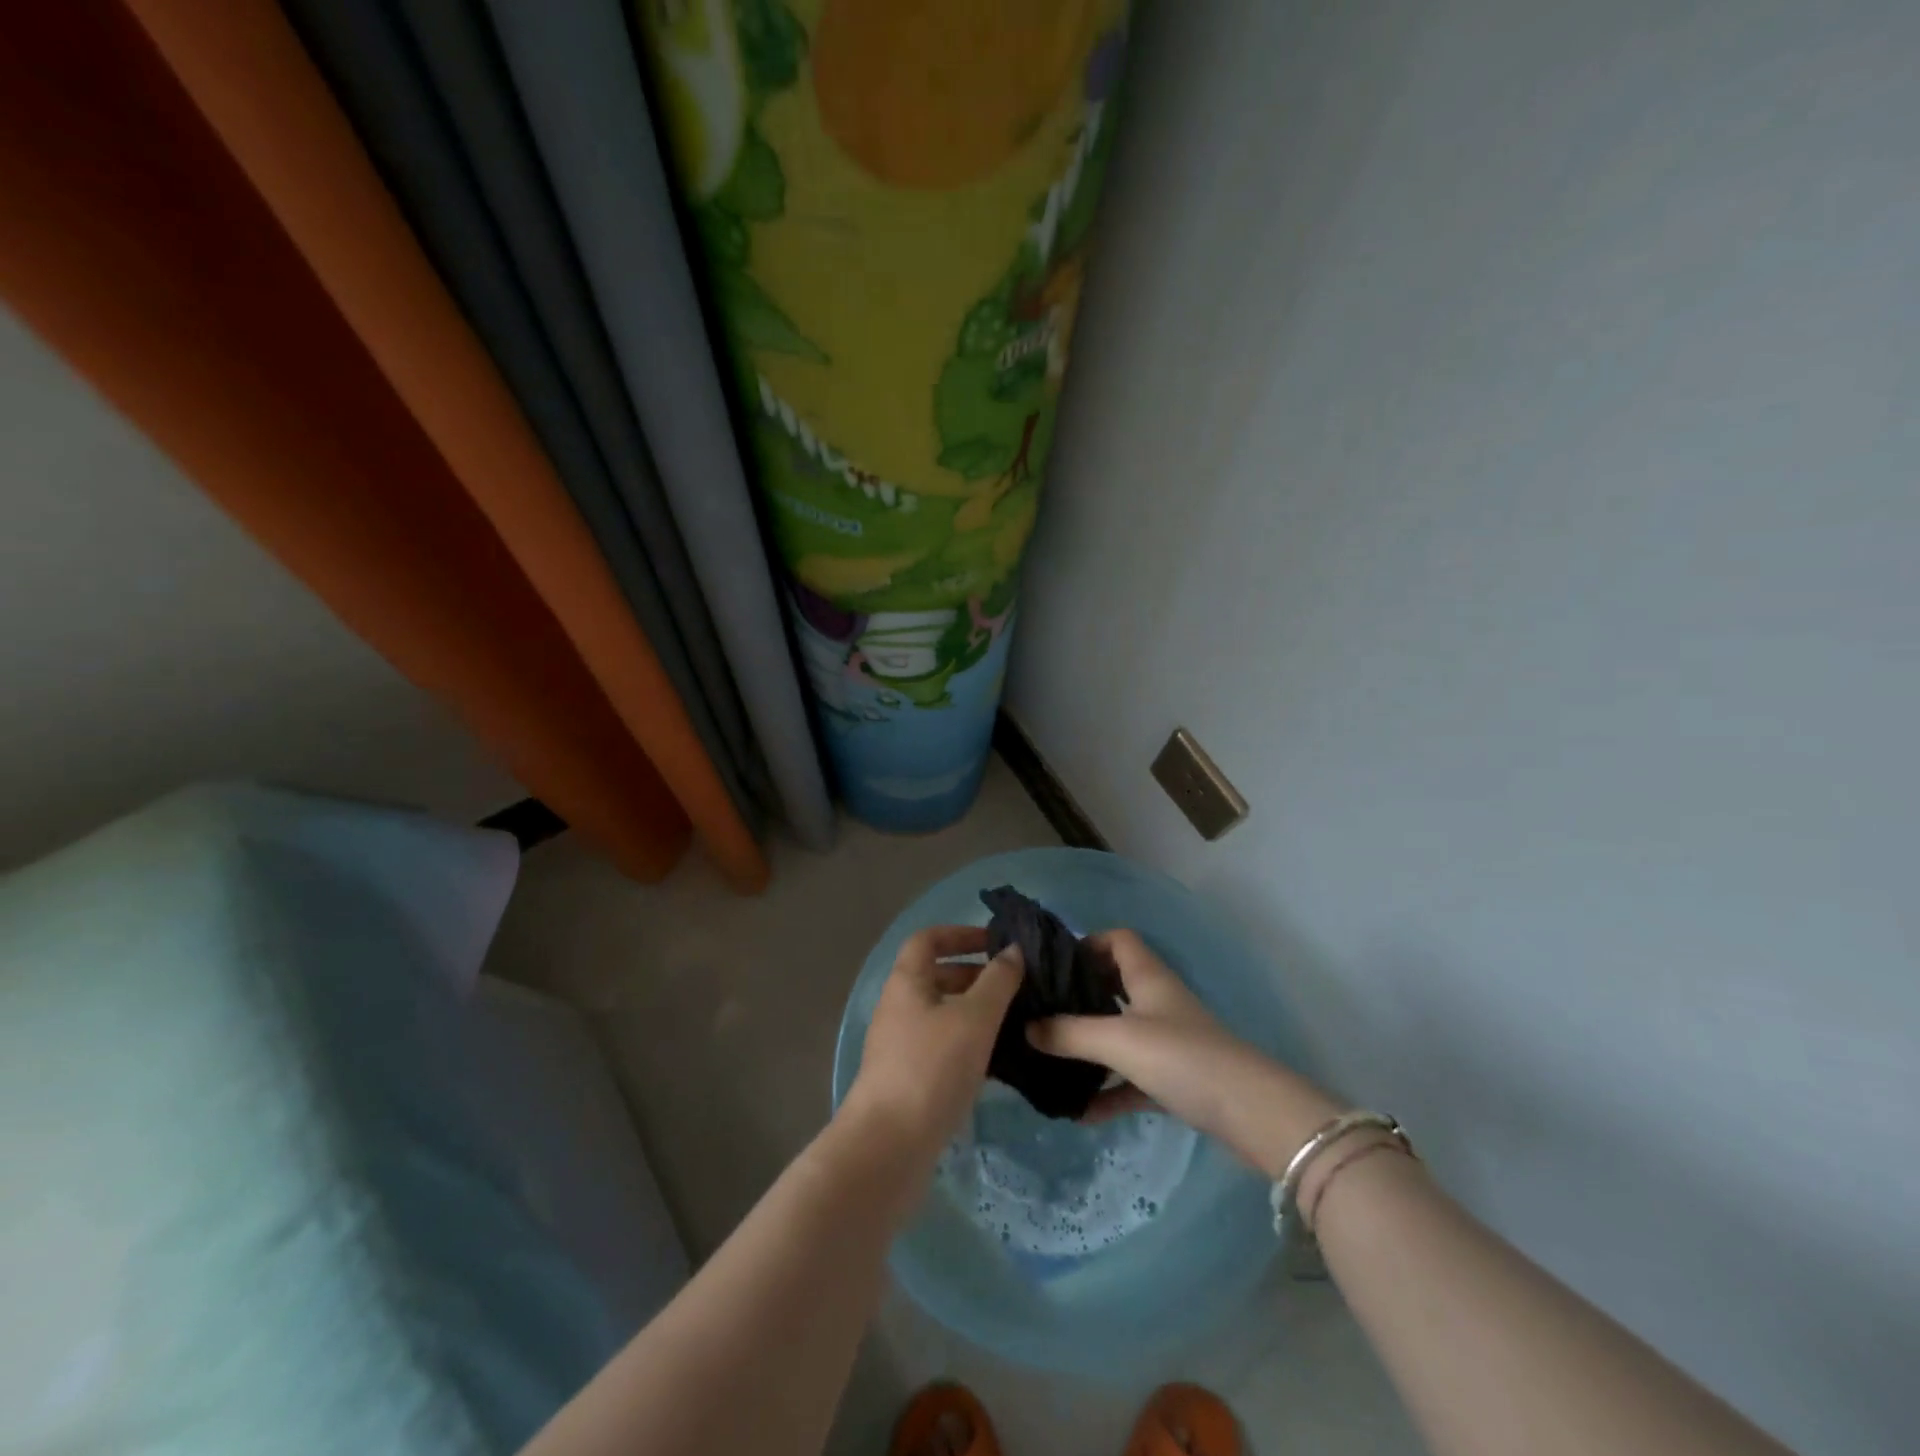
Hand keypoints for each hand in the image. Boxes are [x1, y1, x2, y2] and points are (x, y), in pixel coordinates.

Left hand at [845, 925, 1022, 1158]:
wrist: (888, 1147)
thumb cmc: (932, 1068)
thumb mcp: (974, 1018)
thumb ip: (998, 981)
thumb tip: (1013, 949)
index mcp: (907, 981)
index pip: (929, 939)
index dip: (961, 934)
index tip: (996, 943)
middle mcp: (899, 1006)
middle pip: (937, 975)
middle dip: (976, 975)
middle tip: (1017, 986)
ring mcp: (901, 1045)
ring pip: (943, 1014)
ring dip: (976, 1012)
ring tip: (1016, 1021)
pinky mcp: (909, 1078)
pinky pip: (942, 1046)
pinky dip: (969, 1044)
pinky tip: (998, 1061)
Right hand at [1027, 929, 1340, 1175]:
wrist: (1251, 1113)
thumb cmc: (1182, 1058)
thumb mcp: (1118, 1040)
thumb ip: (1069, 1034)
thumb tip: (1026, 1027)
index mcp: (1147, 977)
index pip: (1117, 940)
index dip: (1087, 943)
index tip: (1055, 965)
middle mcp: (1157, 1001)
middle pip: (1114, 985)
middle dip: (1079, 996)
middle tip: (1042, 1011)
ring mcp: (1168, 1041)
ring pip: (1121, 1033)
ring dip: (1090, 1046)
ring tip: (1051, 1059)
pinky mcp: (1176, 1078)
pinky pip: (1132, 1077)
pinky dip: (1109, 1089)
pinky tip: (1081, 1112)